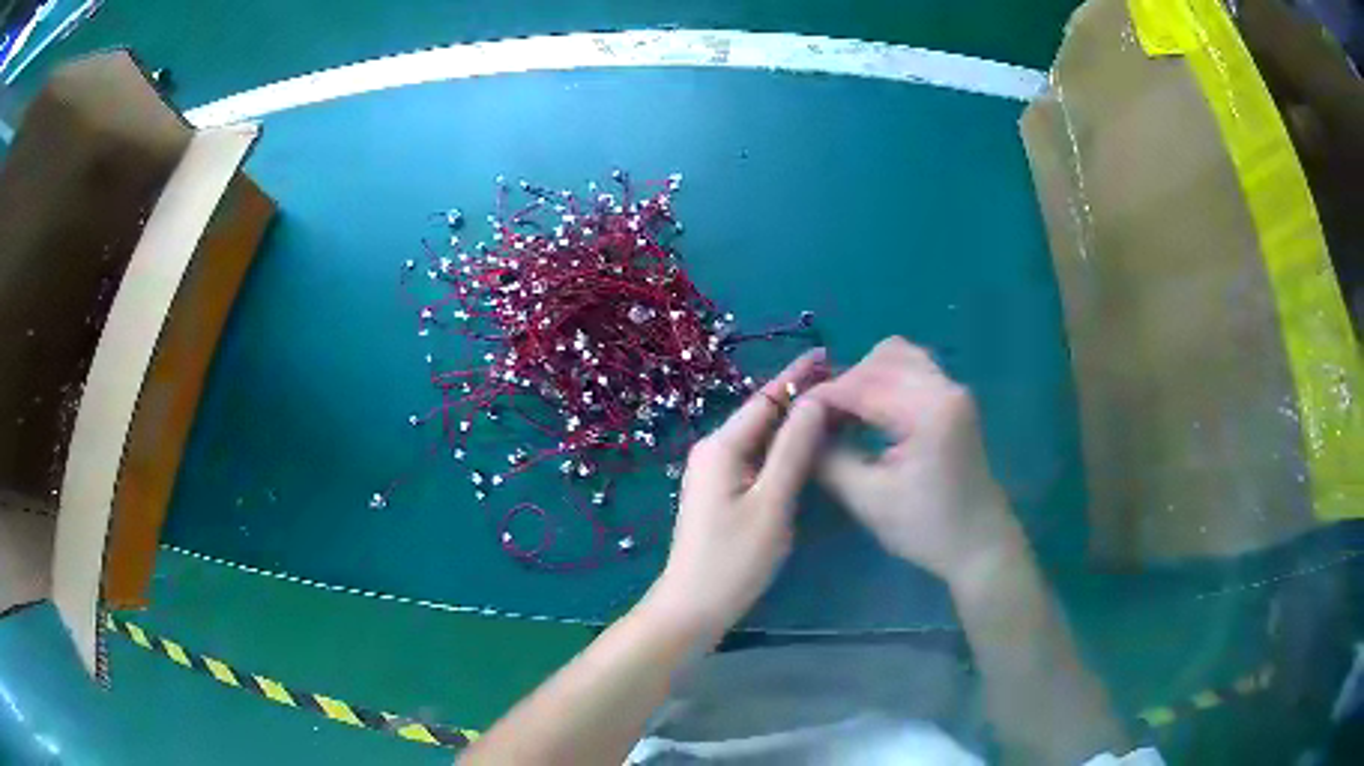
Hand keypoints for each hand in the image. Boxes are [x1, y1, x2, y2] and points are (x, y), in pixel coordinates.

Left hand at [645, 348, 830, 642]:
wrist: (693, 606)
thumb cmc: (734, 559)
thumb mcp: (772, 502)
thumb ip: (794, 449)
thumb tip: (815, 400)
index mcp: (722, 445)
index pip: (766, 397)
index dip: (797, 375)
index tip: (829, 354)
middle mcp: (715, 449)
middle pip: (763, 413)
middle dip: (800, 396)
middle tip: (844, 385)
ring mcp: (716, 471)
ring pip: (762, 436)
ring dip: (795, 421)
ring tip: (836, 409)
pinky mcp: (723, 491)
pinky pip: (758, 457)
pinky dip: (784, 447)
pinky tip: (809, 447)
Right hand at [810, 337, 1021, 583]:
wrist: (979, 544)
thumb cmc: (926, 528)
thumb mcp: (868, 499)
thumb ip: (828, 458)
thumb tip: (800, 430)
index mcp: (928, 411)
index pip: (862, 385)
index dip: (822, 397)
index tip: (792, 416)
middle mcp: (945, 387)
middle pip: (881, 359)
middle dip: (844, 384)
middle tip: (819, 420)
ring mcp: (953, 389)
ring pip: (898, 357)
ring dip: (865, 378)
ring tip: (844, 415)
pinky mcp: (954, 399)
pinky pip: (912, 369)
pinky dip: (885, 381)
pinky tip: (869, 413)